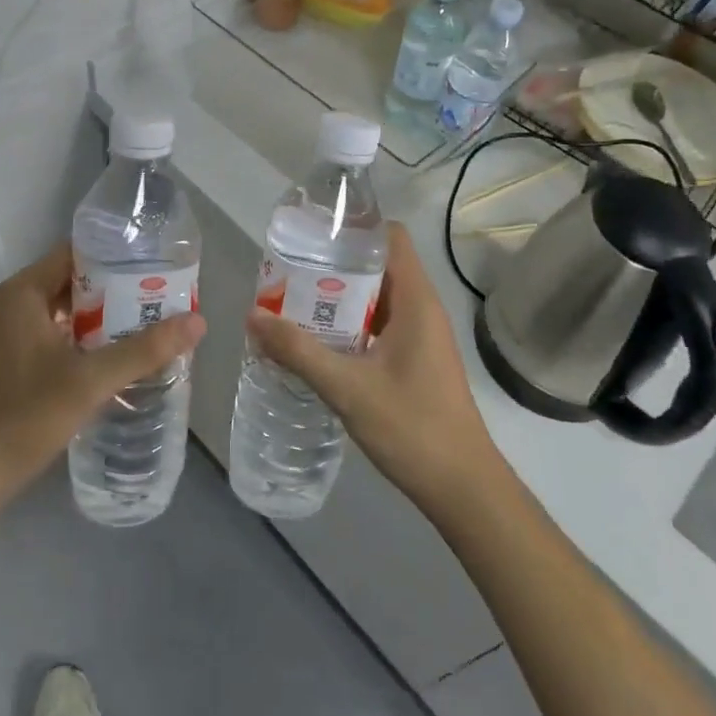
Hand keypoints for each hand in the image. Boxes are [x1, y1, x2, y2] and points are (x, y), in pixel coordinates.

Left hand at [0, 243, 205, 500]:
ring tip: (151, 324)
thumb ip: (144, 350)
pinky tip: (119, 357)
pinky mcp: (13, 362)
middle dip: (119, 289)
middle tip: (164, 297)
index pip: (77, 253)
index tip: (157, 265)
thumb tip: (198, 322)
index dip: (118, 256)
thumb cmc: (24, 416)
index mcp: (24, 292)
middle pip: (75, 281)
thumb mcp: (90, 380)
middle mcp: (14, 304)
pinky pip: (58, 335)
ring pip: (68, 311)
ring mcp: (11, 334)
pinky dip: (87, 340)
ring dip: (105, 317)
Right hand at [246, 222, 498, 513]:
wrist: (463, 487)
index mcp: (416, 300)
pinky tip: (319, 342)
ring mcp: (421, 335)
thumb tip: (252, 317)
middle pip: (378, 265)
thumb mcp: (348, 387)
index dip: (355, 228)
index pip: (390, 237)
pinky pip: (380, 324)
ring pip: (377, 297)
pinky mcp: (416, 359)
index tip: (314, 235)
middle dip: (334, 265)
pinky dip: (351, 324)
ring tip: (294, 302)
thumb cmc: (412, 427)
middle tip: (289, 272)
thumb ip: (299, 351)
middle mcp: (422, 308)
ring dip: (340, 298)